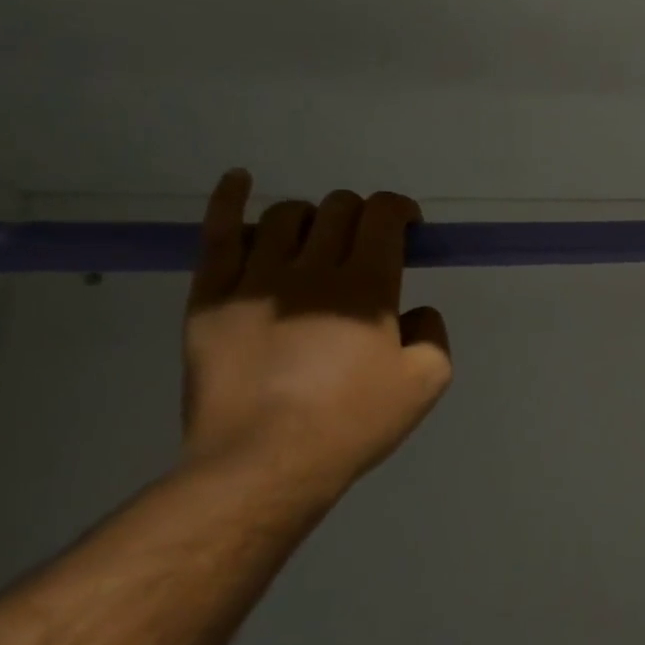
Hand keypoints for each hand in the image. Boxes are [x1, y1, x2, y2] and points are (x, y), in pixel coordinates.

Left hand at [180, 170, 452, 494]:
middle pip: (339, 209)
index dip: (400, 210)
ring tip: (317, 244)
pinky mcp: (210, 297)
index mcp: (367, 286)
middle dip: (362, 215)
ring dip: (313, 219)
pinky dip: (229, 199)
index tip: (408, 228)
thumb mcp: (427, 382)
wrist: (263, 463)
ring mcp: (255, 279)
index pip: (383, 215)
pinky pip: (218, 234)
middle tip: (367, 246)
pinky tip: (238, 180)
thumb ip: (433, 334)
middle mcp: (312, 269)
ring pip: (286, 215)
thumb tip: (416, 311)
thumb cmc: (353, 424)